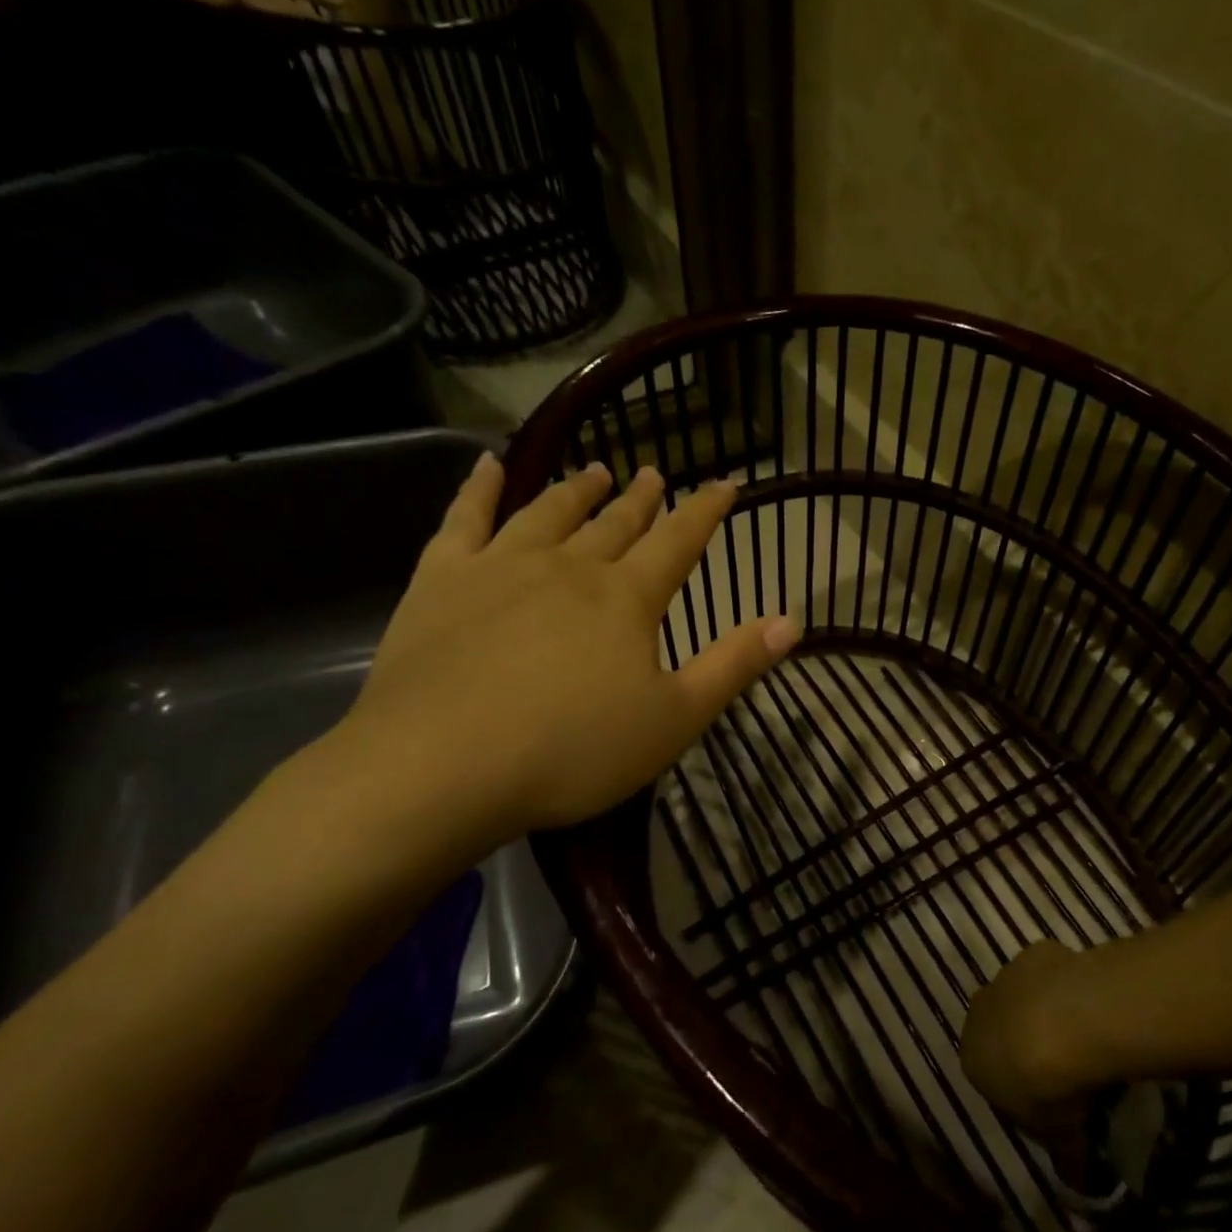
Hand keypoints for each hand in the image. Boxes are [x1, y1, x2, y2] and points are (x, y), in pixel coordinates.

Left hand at [334, 454, 799, 861]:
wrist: (442, 767)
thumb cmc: (573, 751)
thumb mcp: (675, 719)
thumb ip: (733, 666)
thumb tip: (791, 621)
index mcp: (626, 599)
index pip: (679, 542)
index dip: (706, 511)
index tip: (725, 483)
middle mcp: (569, 567)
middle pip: (615, 524)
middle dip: (640, 500)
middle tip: (653, 474)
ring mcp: (500, 567)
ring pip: (548, 512)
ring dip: (576, 491)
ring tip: (595, 471)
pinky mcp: (441, 581)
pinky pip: (463, 520)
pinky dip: (478, 489)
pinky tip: (487, 465)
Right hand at [961, 940, 1099, 1149]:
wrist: (1068, 1024)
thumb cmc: (1051, 1089)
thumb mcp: (1061, 1139)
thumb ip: (1066, 1158)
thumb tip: (1081, 1182)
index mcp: (972, 1059)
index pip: (991, 1078)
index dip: (1024, 1092)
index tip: (1055, 1104)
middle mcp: (980, 1012)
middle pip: (1004, 1030)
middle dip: (1029, 1045)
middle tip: (1070, 1069)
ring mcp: (1007, 977)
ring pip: (1026, 997)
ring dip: (1047, 1012)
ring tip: (1087, 1037)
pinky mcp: (1035, 953)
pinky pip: (1050, 973)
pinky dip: (1066, 986)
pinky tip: (1092, 1005)